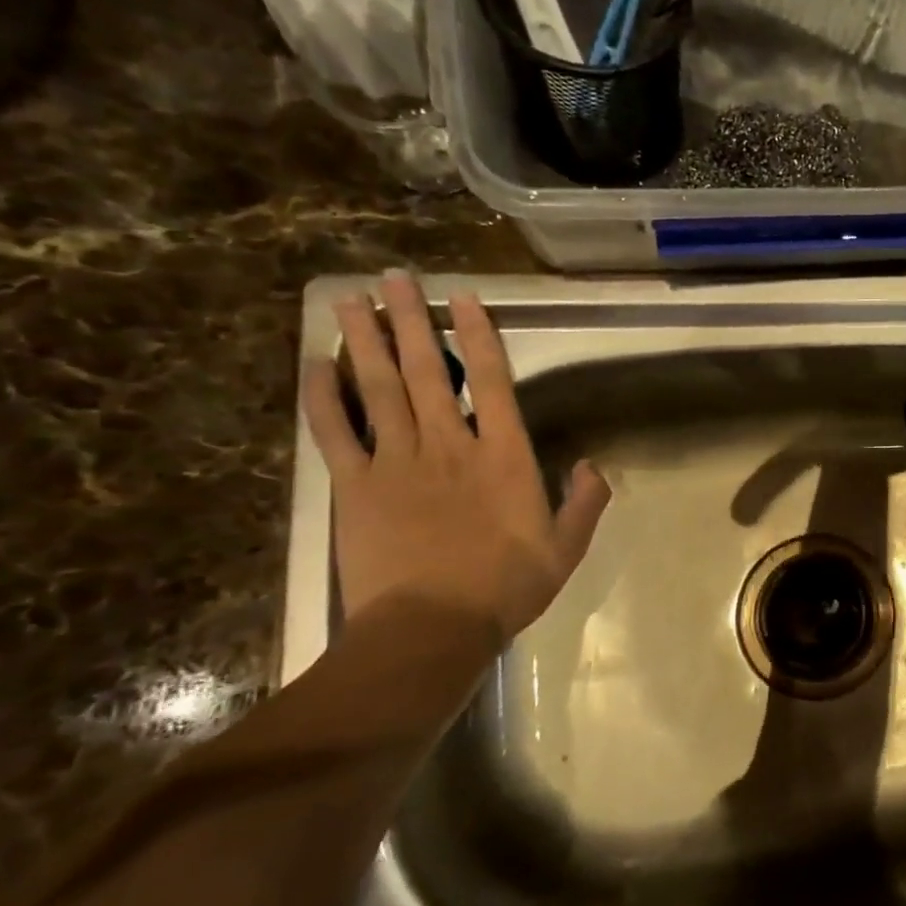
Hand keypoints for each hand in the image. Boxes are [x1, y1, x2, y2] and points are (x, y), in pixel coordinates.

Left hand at [301, 272, 610, 641]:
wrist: (430, 628)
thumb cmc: (506, 587)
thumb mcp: (566, 547)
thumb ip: (585, 501)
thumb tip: (592, 464)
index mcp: (503, 456)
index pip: (490, 380)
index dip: (477, 334)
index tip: (463, 296)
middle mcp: (448, 445)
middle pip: (425, 370)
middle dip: (411, 320)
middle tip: (393, 277)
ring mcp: (396, 462)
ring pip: (377, 388)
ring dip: (363, 340)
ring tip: (349, 299)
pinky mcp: (356, 486)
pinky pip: (335, 432)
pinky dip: (322, 396)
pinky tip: (313, 364)